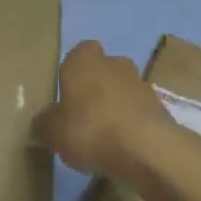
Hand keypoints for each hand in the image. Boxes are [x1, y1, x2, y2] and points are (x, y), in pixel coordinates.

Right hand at [32, 40, 175, 181]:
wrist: (146, 148)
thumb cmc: (90, 128)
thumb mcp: (52, 132)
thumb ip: (43, 124)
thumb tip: (41, 124)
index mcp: (85, 59)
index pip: (78, 52)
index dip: (72, 71)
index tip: (66, 95)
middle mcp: (114, 63)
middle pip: (102, 70)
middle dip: (94, 89)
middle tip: (81, 117)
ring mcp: (141, 83)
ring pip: (122, 91)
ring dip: (114, 107)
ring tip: (102, 138)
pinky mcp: (159, 107)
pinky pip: (138, 112)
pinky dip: (131, 125)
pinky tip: (122, 149)